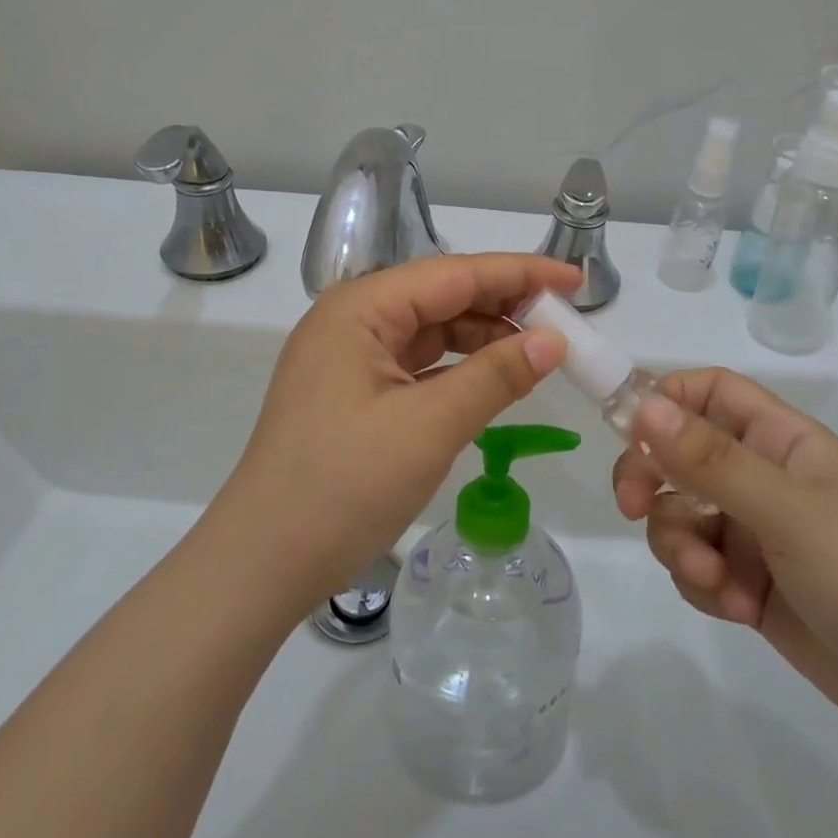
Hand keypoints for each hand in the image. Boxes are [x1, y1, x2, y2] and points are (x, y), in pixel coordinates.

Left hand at [219, 254, 579, 608]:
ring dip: (484, 337)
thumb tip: (553, 340)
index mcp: (362, 308)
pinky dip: (460, 368)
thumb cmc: (344, 486)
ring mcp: (350, 357)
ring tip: (538, 353)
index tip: (575, 280)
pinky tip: (494, 379)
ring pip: (432, 330)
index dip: (520, 273)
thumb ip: (495, 376)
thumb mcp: (430, 427)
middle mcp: (353, 320)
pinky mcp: (354, 392)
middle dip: (504, 305)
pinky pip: (419, 364)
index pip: (455, 273)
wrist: (262, 564)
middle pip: (442, 296)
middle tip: (564, 322)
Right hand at [613, 369, 837, 757]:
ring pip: (680, 514)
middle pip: (679, 453)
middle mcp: (763, 476)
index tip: (624, 430)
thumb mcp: (787, 512)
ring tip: (713, 580)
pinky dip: (703, 583)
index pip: (709, 392)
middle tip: (633, 507)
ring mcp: (755, 531)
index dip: (664, 400)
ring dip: (680, 545)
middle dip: (652, 479)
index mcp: (781, 441)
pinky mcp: (748, 581)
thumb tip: (641, 405)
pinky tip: (735, 607)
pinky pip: (696, 564)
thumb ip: (710, 460)